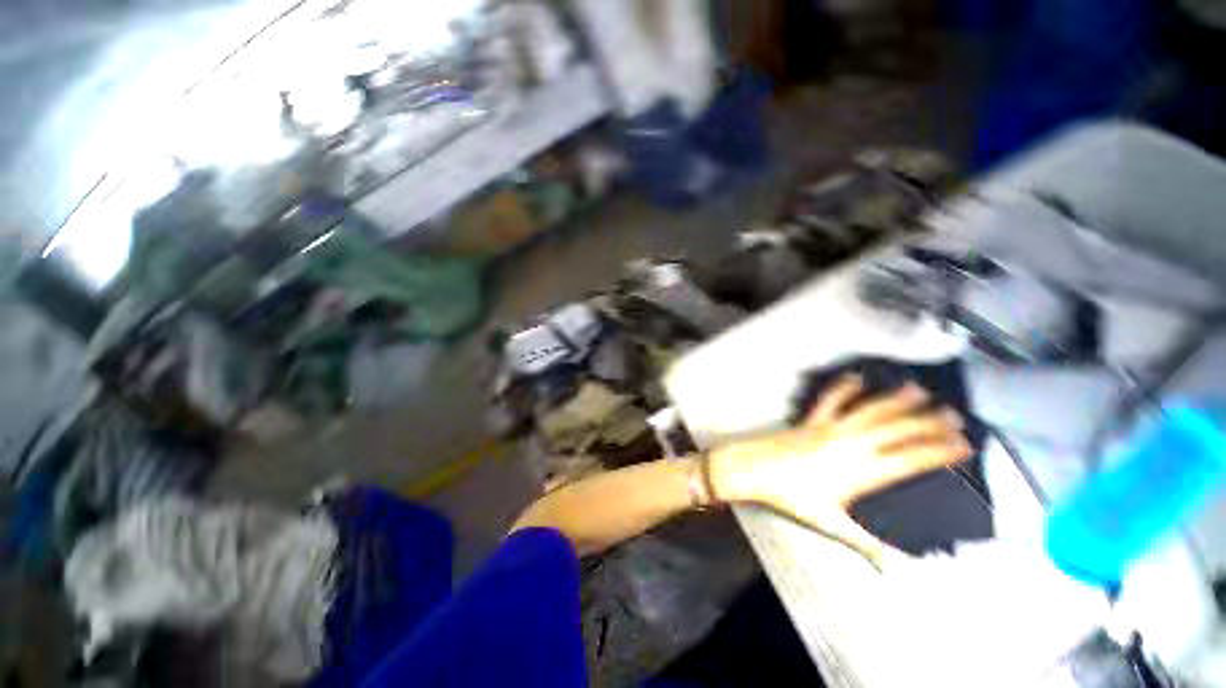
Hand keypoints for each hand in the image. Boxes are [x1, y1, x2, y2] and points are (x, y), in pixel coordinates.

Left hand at [708, 375, 971, 565]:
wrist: (755, 469)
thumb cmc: (790, 497)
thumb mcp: (830, 523)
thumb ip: (866, 545)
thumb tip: (896, 571)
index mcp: (860, 470)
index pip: (909, 459)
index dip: (938, 451)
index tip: (963, 446)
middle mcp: (850, 444)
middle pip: (896, 430)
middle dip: (928, 423)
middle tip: (954, 417)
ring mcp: (830, 428)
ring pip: (869, 411)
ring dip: (895, 401)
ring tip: (919, 391)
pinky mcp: (811, 420)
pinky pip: (831, 400)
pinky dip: (845, 388)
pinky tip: (856, 377)